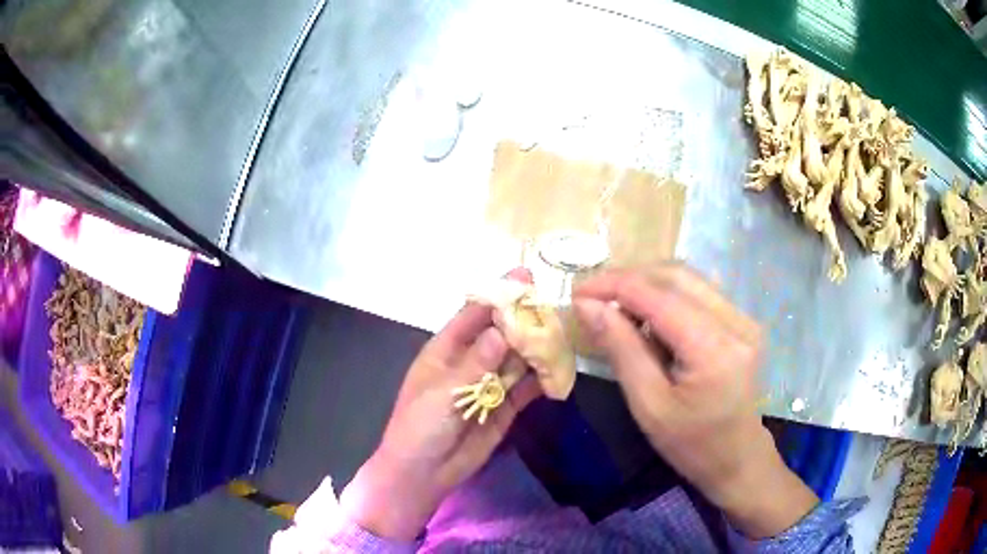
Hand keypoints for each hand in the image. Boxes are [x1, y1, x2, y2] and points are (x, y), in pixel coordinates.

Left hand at [339, 301, 540, 540]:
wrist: (423, 473)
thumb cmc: (420, 427)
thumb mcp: (443, 393)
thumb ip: (475, 364)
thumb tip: (501, 330)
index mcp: (445, 351)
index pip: (473, 315)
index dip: (496, 294)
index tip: (523, 277)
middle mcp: (470, 362)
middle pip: (500, 334)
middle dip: (523, 320)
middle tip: (553, 306)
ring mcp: (488, 385)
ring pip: (516, 359)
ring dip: (536, 348)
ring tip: (562, 335)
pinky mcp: (503, 408)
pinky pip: (525, 388)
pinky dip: (540, 379)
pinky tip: (558, 371)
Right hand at [572, 265, 816, 538]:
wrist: (737, 458)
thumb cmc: (690, 444)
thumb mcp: (648, 405)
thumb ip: (621, 349)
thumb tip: (588, 306)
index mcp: (713, 349)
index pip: (658, 296)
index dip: (613, 285)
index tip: (576, 292)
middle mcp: (736, 322)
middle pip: (676, 275)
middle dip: (629, 279)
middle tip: (594, 297)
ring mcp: (744, 318)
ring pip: (689, 279)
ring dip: (648, 285)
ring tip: (617, 307)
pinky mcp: (743, 322)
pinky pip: (700, 293)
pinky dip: (668, 296)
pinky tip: (649, 317)